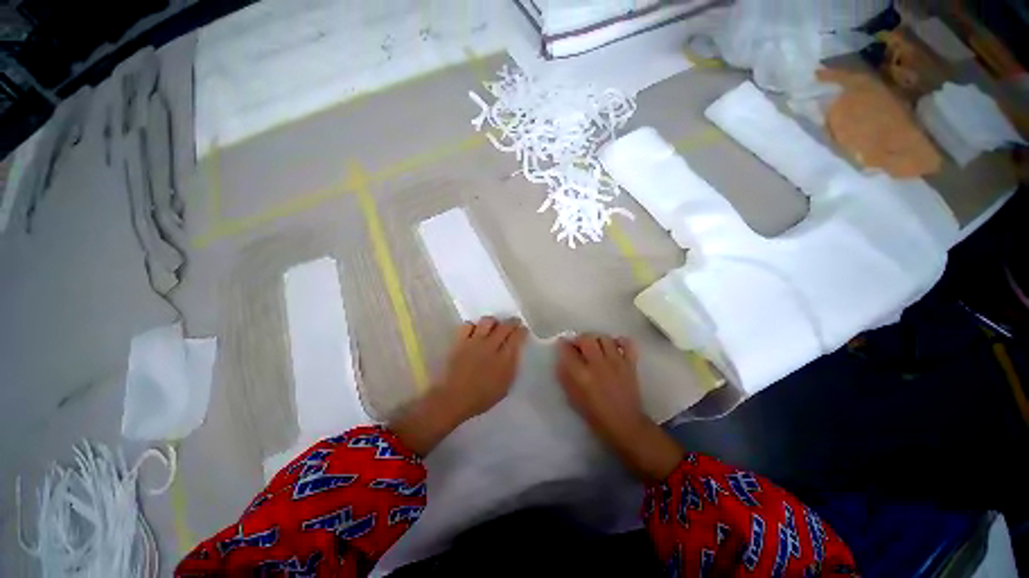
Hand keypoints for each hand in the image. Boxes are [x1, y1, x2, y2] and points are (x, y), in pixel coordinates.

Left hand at [391, 317, 527, 454]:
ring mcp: (475, 342)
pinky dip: (473, 326)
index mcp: (505, 359)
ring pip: (487, 321)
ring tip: (494, 326)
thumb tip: (514, 352)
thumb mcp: (505, 386)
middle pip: (505, 326)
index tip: (523, 330)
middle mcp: (491, 346)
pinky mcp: (460, 341)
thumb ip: (511, 367)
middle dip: (512, 322)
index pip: (517, 337)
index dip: (522, 331)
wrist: (454, 399)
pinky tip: (474, 331)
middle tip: (514, 322)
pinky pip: (468, 325)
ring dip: (493, 322)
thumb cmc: (481, 397)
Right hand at [557, 334, 682, 481]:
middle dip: (579, 339)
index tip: (562, 344)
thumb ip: (565, 377)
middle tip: (578, 346)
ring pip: (604, 338)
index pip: (568, 351)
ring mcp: (616, 363)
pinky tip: (614, 346)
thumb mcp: (573, 398)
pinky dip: (620, 341)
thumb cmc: (596, 415)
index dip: (563, 344)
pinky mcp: (630, 364)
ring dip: (596, 339)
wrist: (625, 425)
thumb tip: (561, 360)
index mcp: (582, 375)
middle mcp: (598, 365)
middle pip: (586, 338)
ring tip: (595, 346)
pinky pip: (627, 343)